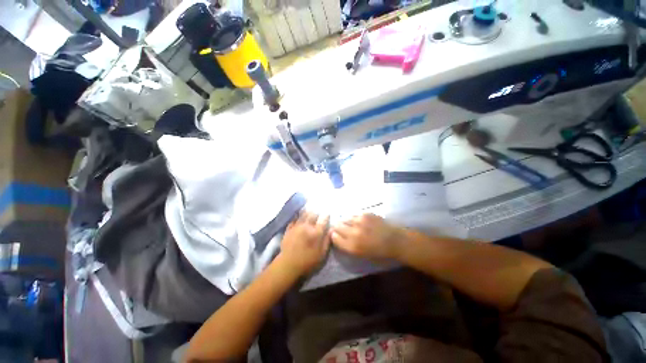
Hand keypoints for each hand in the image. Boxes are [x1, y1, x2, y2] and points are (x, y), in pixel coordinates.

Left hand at [278, 210, 330, 276]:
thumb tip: (331, 230)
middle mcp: (307, 226)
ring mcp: (297, 226)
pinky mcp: (289, 229)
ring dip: (307, 211)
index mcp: (316, 232)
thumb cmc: (308, 261)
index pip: (323, 221)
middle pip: (313, 215)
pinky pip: (294, 219)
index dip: (326, 216)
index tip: (327, 213)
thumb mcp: (322, 254)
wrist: (288, 264)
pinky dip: (297, 216)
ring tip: (309, 209)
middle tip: (318, 211)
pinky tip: (298, 215)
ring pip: (303, 215)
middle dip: (316, 212)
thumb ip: (327, 241)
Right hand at [331, 214, 403, 259]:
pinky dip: (354, 218)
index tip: (335, 234)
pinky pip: (354, 215)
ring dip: (345, 221)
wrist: (395, 241)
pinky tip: (361, 221)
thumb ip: (347, 245)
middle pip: (337, 226)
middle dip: (337, 227)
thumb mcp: (360, 253)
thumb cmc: (378, 251)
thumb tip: (336, 235)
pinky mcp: (365, 214)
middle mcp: (353, 233)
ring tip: (352, 224)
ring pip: (345, 218)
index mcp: (352, 246)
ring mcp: (359, 221)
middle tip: (341, 228)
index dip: (333, 235)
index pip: (334, 237)